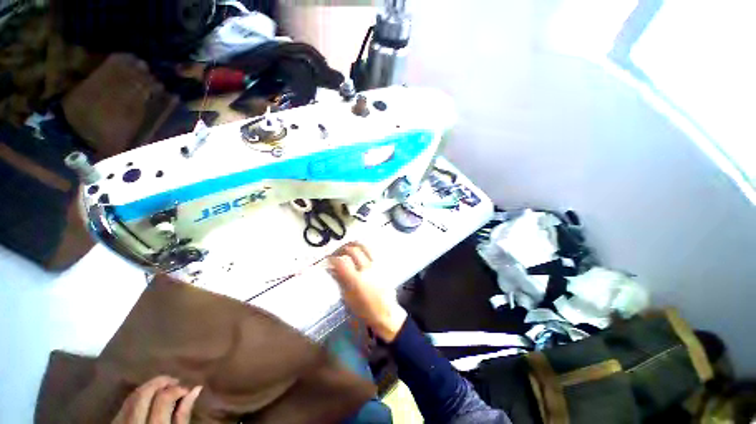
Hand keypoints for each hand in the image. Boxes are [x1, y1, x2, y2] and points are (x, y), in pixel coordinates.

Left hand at [112, 376, 201, 423]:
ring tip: (161, 388)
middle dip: (159, 382)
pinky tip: (146, 400)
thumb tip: (195, 389)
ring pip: (131, 398)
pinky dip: (137, 398)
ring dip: (148, 388)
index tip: (186, 389)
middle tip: (173, 380)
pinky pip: (124, 406)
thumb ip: (183, 416)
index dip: (176, 389)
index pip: (163, 398)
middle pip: (143, 394)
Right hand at [328, 242, 407, 341]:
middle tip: (336, 253)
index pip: (341, 262)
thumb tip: (331, 269)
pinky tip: (358, 254)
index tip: (327, 260)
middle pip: (353, 250)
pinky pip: (371, 252)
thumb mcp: (347, 298)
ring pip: (364, 247)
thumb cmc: (365, 311)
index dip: (332, 258)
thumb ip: (339, 281)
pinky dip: (362, 250)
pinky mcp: (383, 266)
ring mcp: (377, 266)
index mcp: (357, 280)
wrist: (386, 313)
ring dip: (353, 245)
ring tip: (347, 249)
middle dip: (342, 248)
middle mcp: (368, 269)